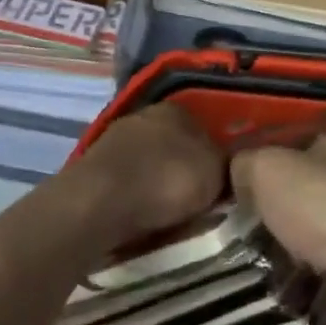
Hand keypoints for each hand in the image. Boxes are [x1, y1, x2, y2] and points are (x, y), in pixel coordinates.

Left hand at [83, 102, 225, 241]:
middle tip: (200, 199)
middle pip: (175, 144)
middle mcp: (143, 116)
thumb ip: (228, 165)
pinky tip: (142, 215)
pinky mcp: (94, 169)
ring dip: (159, 183)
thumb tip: (232, 165)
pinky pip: (128, 182)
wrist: (99, 204)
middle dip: (185, 168)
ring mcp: (114, 141)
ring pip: (150, 163)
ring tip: (171, 214)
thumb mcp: (215, 172)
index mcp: (176, 109)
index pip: (205, 127)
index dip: (215, 154)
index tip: (221, 180)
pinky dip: (136, 196)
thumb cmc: (166, 181)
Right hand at [231, 122, 325, 279]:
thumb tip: (241, 174)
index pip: (305, 137)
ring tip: (268, 251)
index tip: (248, 183)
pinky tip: (295, 273)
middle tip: (253, 220)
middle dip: (285, 203)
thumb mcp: (266, 169)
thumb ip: (246, 164)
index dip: (273, 157)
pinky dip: (317, 263)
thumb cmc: (323, 203)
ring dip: (300, 236)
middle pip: (315, 181)